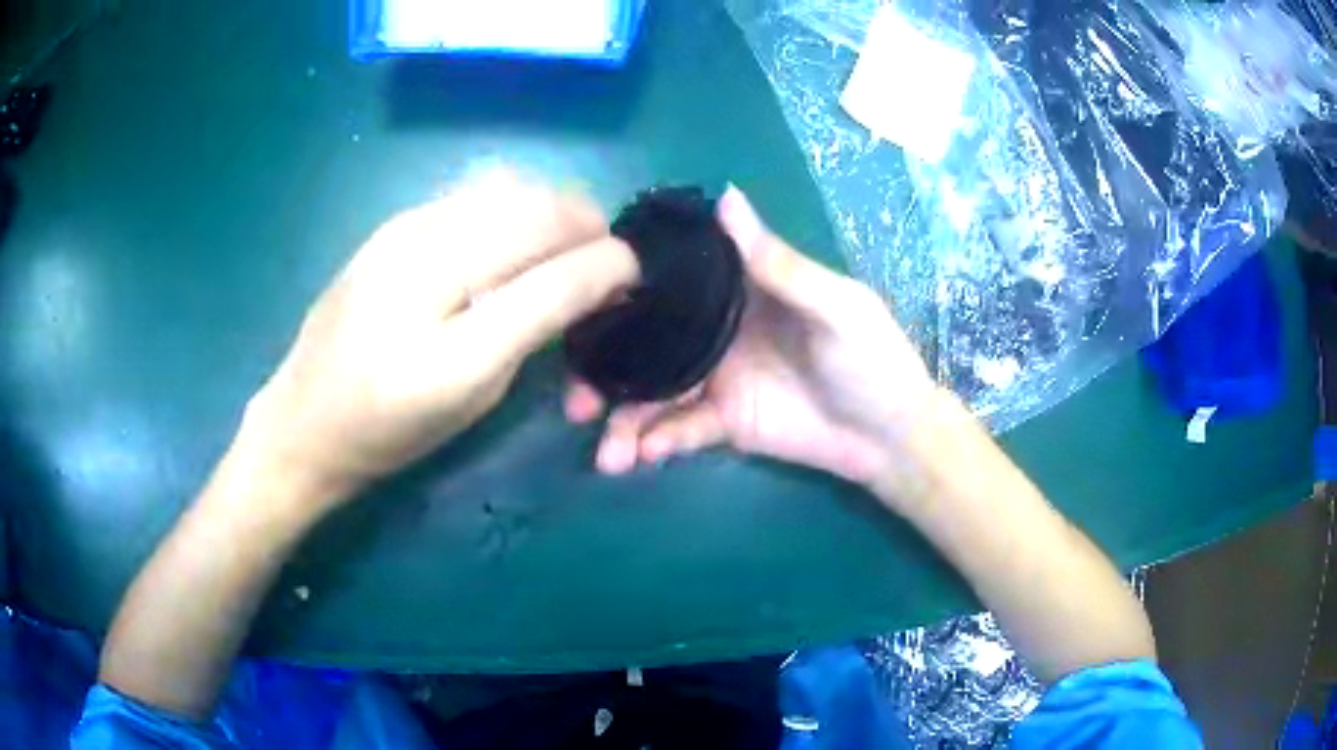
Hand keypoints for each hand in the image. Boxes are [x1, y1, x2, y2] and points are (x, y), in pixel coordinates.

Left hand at [235, 170, 637, 511]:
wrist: (306, 418)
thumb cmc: (392, 429)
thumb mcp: (473, 397)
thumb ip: (535, 331)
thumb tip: (592, 283)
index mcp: (450, 344)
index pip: (553, 276)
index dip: (608, 264)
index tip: (633, 271)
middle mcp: (426, 268)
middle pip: (536, 211)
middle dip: (588, 223)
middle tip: (605, 254)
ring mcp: (404, 233)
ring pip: (509, 190)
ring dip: (555, 207)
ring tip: (569, 239)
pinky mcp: (393, 222)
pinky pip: (475, 194)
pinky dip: (514, 205)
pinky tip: (515, 234)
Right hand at [566, 187, 937, 487]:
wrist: (890, 435)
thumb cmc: (872, 358)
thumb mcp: (833, 305)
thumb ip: (777, 263)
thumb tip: (724, 196)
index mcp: (740, 289)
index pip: (671, 280)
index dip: (623, 287)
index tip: (577, 302)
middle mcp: (717, 329)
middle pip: (647, 341)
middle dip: (607, 366)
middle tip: (576, 398)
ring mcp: (716, 378)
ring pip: (655, 392)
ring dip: (624, 419)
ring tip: (607, 453)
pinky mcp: (723, 422)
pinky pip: (679, 430)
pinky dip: (657, 442)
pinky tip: (639, 458)